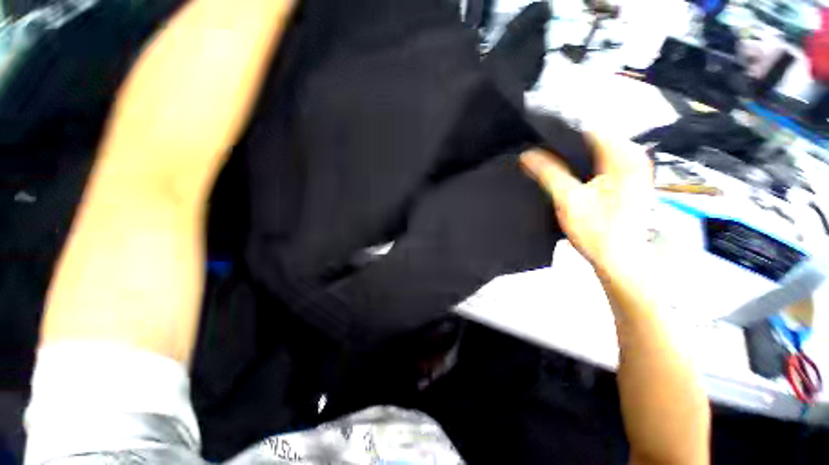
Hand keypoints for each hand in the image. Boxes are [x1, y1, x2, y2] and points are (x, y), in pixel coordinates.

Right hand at [520, 134, 652, 278]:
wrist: (619, 259)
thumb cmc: (597, 231)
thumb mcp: (568, 200)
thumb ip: (548, 173)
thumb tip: (527, 155)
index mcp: (624, 157)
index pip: (590, 129)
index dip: (563, 134)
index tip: (540, 142)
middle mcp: (633, 158)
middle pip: (593, 140)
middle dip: (566, 147)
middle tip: (541, 156)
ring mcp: (632, 170)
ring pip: (596, 152)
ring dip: (573, 158)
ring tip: (549, 165)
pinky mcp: (627, 182)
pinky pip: (601, 164)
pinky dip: (582, 167)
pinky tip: (567, 176)